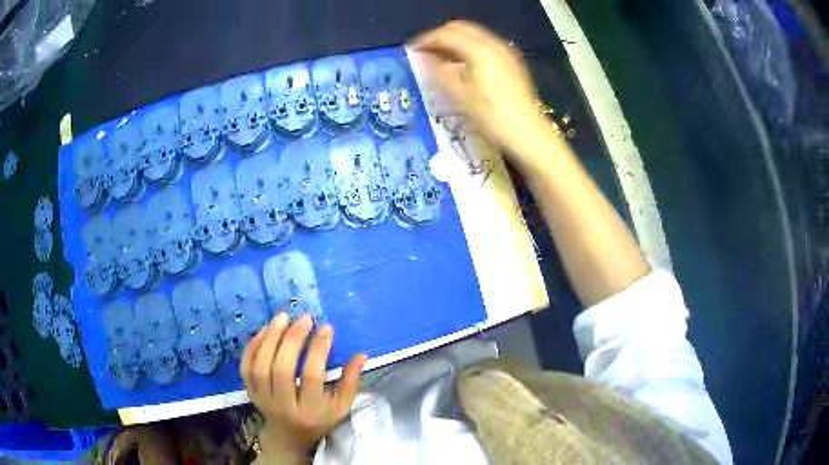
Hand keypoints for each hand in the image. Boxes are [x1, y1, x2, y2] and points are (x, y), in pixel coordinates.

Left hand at [241, 313, 367, 460]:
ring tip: (283, 317)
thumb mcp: (340, 407)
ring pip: (260, 365)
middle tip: (304, 318)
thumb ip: (350, 382)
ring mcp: (262, 398)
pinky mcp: (250, 391)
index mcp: (310, 411)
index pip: (311, 377)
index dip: (318, 350)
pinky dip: (252, 346)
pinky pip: (246, 366)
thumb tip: (361, 354)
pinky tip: (265, 330)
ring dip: (270, 337)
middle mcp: (283, 405)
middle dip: (292, 339)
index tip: (327, 328)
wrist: (288, 436)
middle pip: (282, 369)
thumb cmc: (319, 420)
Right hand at [410, 20, 547, 159]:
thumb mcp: (460, 96)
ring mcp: (505, 51)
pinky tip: (461, 64)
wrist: (528, 133)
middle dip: (440, 36)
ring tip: (440, 58)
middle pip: (460, 28)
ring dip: (454, 41)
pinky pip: (484, 43)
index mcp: (479, 50)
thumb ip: (439, 72)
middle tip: (425, 52)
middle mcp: (494, 44)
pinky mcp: (511, 61)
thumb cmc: (492, 117)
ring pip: (473, 34)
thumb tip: (425, 58)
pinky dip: (468, 47)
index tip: (412, 50)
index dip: (426, 40)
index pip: (446, 34)